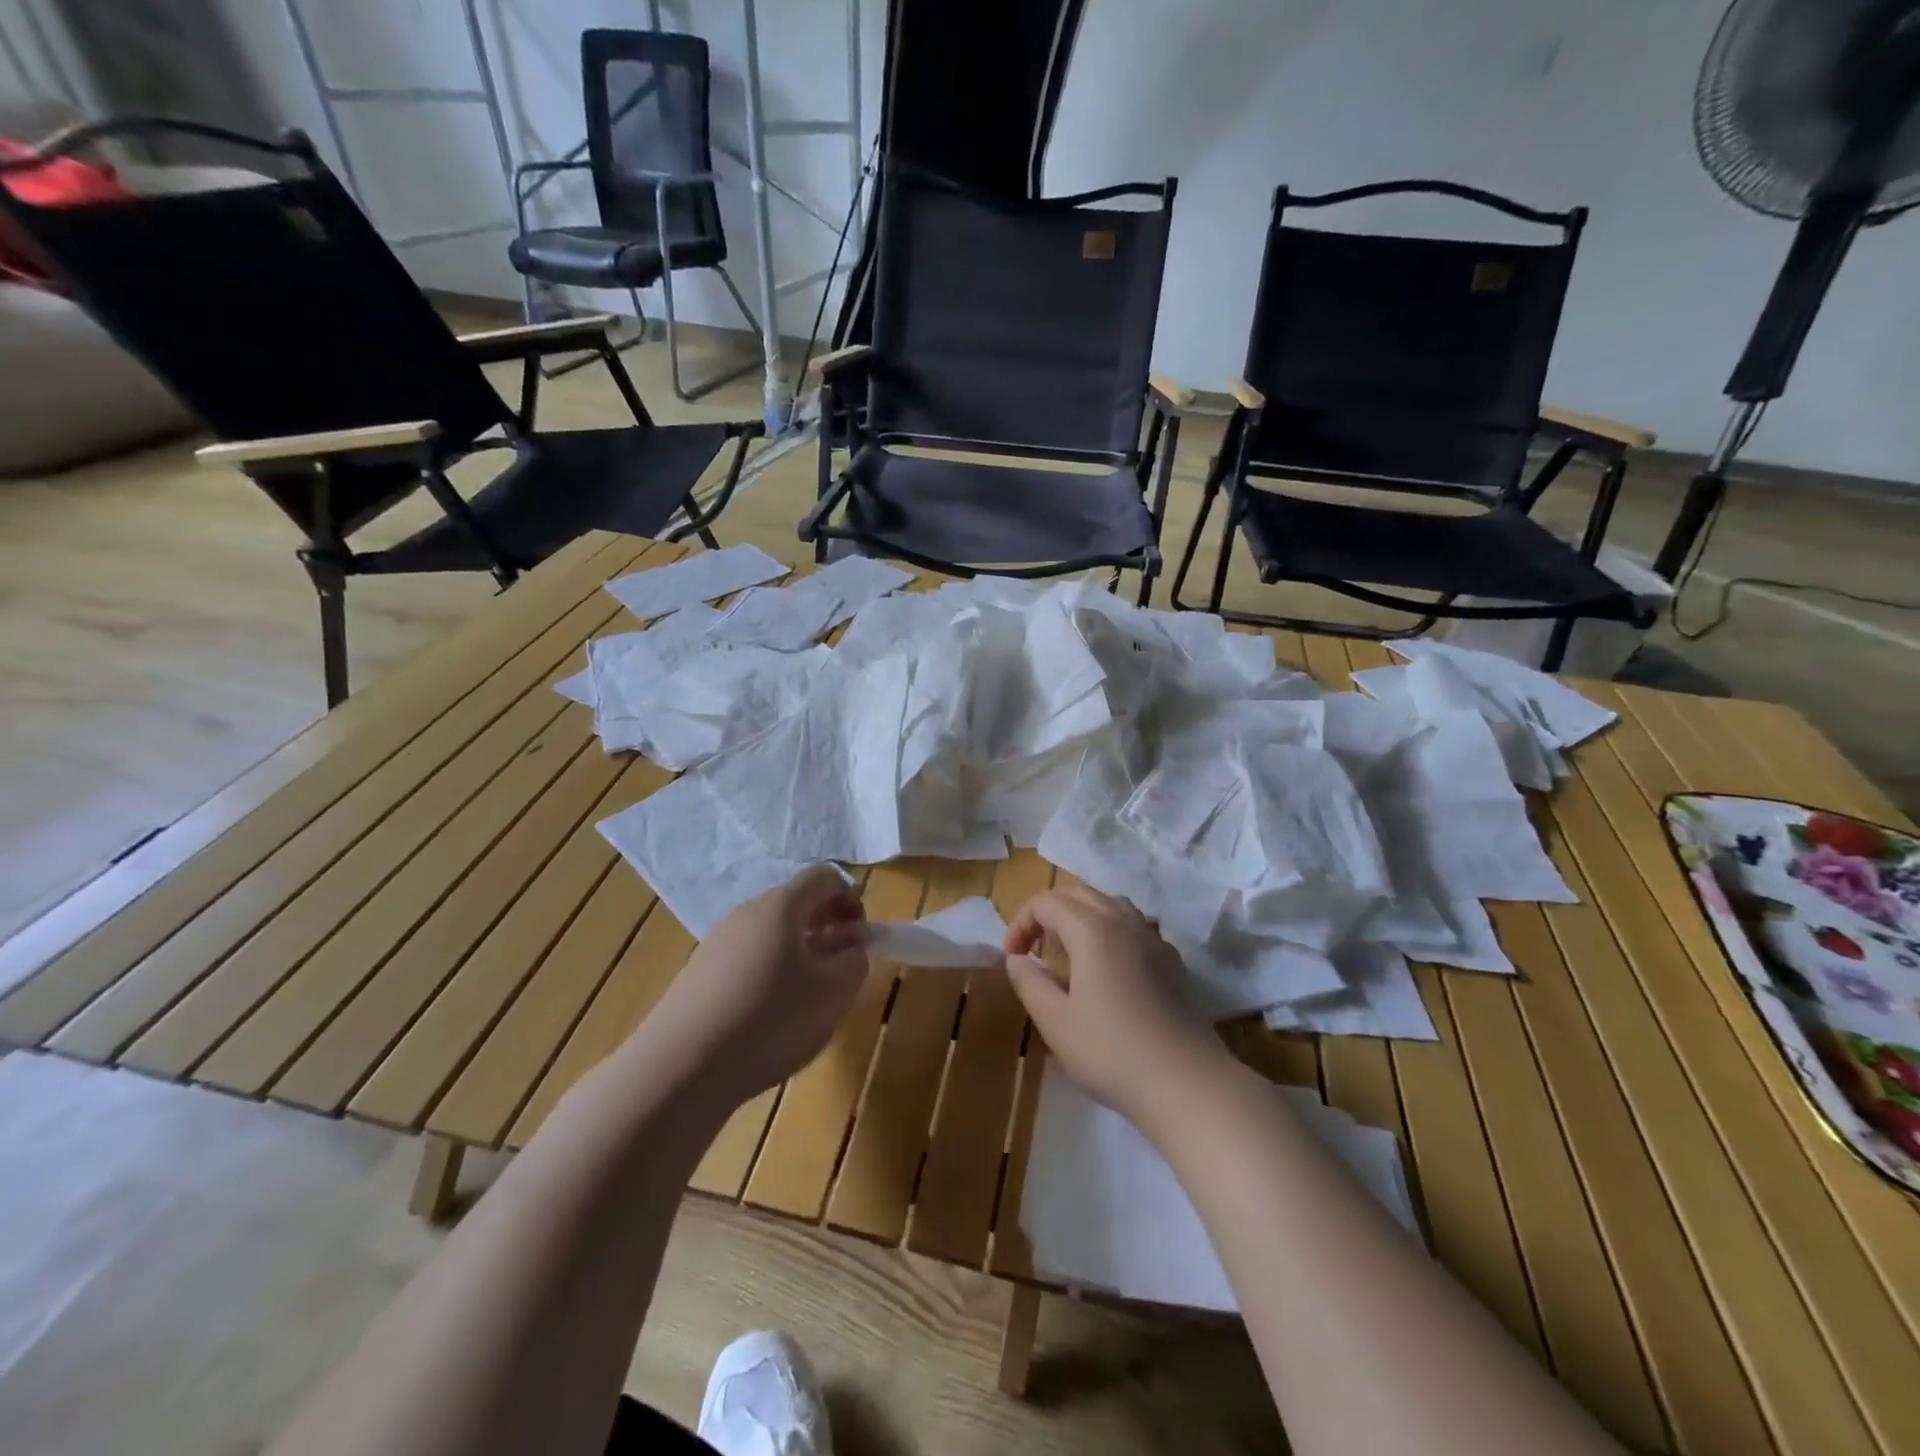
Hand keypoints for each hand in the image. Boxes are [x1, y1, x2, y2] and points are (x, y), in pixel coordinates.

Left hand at [642, 866, 868, 1108]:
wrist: (680, 1068)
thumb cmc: (770, 1020)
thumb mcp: (833, 993)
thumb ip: (855, 960)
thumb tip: (851, 947)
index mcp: (782, 905)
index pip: (824, 876)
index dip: (851, 897)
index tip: (860, 937)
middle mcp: (748, 912)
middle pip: (796, 903)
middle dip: (826, 927)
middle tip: (840, 968)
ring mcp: (718, 941)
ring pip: (771, 932)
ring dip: (799, 952)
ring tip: (807, 997)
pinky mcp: (699, 973)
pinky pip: (747, 957)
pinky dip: (769, 973)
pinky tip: (769, 1016)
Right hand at [1003, 884, 1237, 1137]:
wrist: (1188, 1083)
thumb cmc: (1112, 1052)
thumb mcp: (1056, 1023)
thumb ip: (1030, 983)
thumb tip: (1016, 959)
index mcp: (1092, 930)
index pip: (1047, 902)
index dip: (1022, 923)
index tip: (1012, 958)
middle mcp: (1124, 922)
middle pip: (1080, 893)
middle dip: (1049, 912)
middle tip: (1035, 949)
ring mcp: (1154, 939)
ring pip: (1111, 904)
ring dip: (1082, 917)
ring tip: (1069, 954)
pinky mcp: (1173, 961)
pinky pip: (1134, 926)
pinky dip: (1110, 932)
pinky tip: (1108, 971)